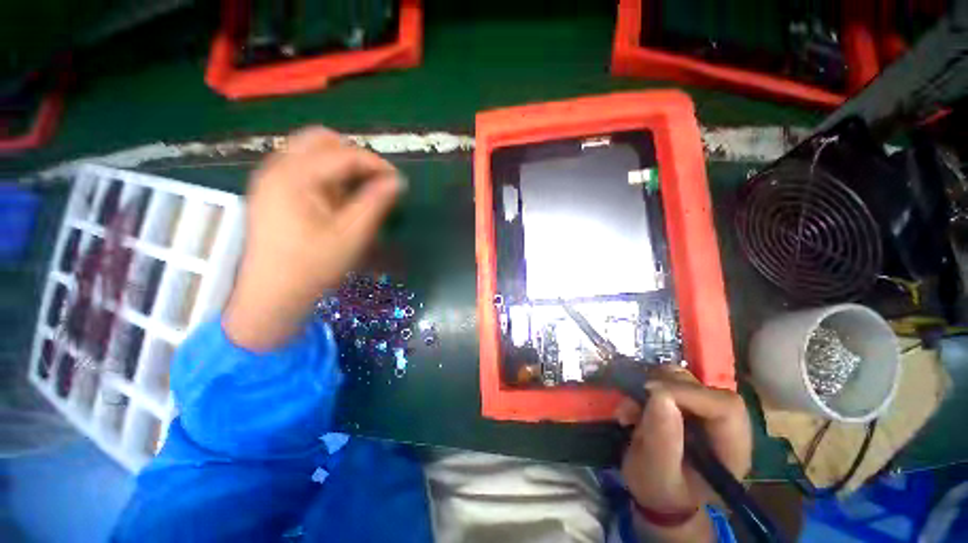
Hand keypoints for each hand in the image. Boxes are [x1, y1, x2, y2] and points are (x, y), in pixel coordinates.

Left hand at [223, 127, 401, 350]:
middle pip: (320, 140)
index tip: (397, 180)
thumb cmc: (313, 266)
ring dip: (338, 164)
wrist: (272, 294)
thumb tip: (397, 181)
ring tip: (357, 191)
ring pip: (309, 151)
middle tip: (374, 180)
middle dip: (353, 155)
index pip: (343, 153)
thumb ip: (375, 202)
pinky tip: (335, 198)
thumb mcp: (352, 235)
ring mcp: (269, 178)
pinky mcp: (269, 190)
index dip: (375, 163)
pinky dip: (324, 173)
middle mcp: (276, 167)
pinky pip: (300, 166)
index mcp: (294, 177)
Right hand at [615, 368, 751, 540]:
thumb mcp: (658, 474)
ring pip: (680, 379)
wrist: (657, 495)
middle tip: (634, 402)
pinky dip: (642, 388)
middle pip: (702, 387)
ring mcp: (702, 411)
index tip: (650, 393)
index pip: (725, 407)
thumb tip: (659, 396)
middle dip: (662, 388)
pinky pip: (663, 381)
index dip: (689, 393)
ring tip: (629, 411)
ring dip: (648, 387)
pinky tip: (630, 409)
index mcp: (730, 449)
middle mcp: (722, 424)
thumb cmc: (662, 492)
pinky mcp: (684, 403)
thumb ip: (662, 441)